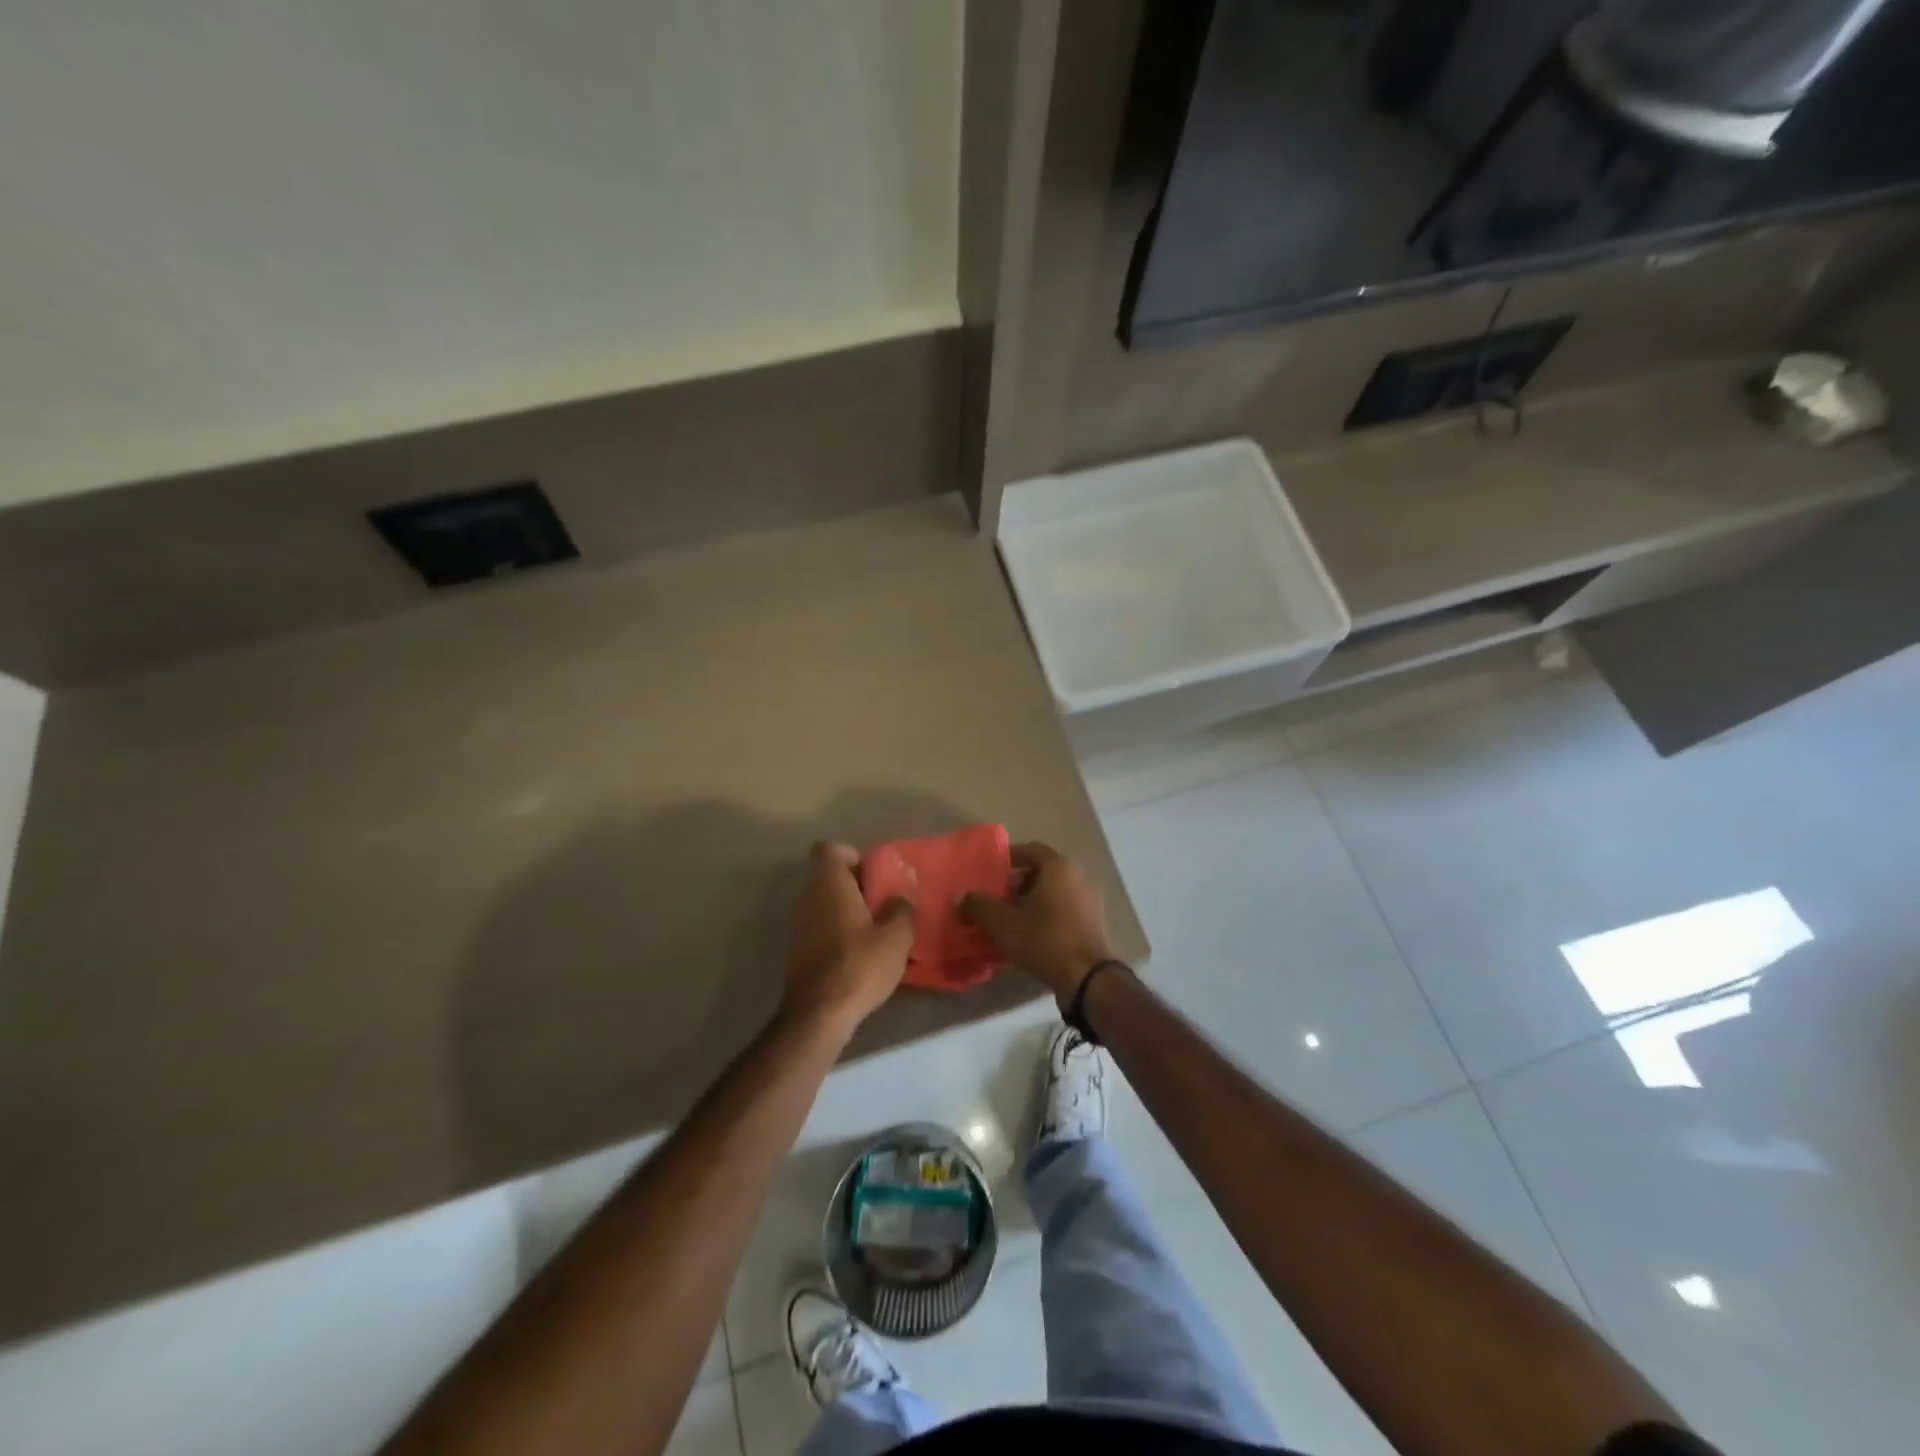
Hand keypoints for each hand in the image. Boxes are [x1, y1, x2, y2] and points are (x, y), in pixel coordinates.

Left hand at [781, 842, 914, 1032]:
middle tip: (883, 904)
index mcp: (829, 884)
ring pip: (824, 903)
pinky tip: (860, 955)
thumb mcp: (896, 937)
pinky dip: (837, 932)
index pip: (829, 849)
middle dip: (855, 885)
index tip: (873, 874)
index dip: (851, 855)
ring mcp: (798, 925)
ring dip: (847, 911)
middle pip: (828, 877)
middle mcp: (808, 897)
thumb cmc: (859, 965)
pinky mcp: (796, 951)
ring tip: (876, 931)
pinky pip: (819, 927)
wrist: (818, 1015)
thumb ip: (901, 910)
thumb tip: (899, 899)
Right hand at [961, 842, 1113, 1004]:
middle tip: (997, 898)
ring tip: (1011, 919)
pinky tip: (1032, 935)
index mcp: (1059, 866)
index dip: (1007, 859)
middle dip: (1017, 883)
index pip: (1029, 850)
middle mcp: (1078, 876)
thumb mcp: (1002, 923)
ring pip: (1054, 892)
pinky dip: (1048, 915)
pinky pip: (1065, 909)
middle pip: (1042, 871)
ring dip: (1032, 901)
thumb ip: (978, 905)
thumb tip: (962, 896)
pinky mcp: (1095, 923)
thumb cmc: (1044, 940)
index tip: (990, 873)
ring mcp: (1090, 900)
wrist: (1088, 978)